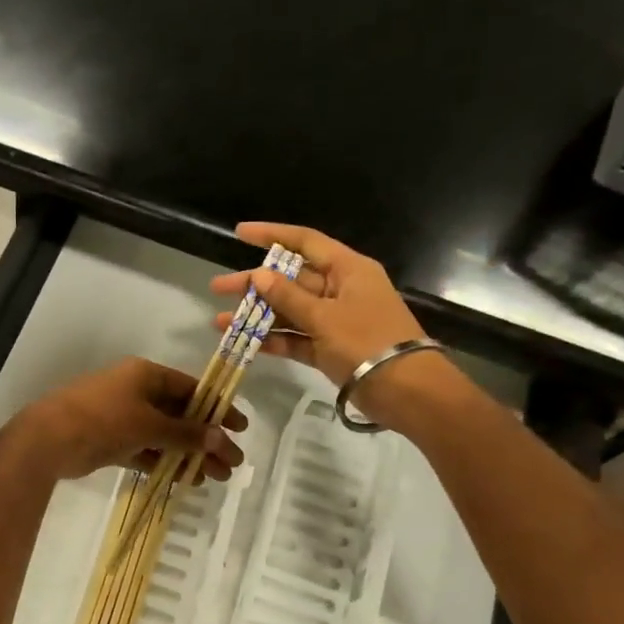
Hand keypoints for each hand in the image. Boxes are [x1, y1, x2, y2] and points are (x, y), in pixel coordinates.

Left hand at [11, 358, 246, 483]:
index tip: (240, 429)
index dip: (217, 408)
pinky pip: (146, 450)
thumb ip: (185, 433)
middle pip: (180, 414)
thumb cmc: (103, 420)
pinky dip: (165, 462)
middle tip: (233, 464)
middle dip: (206, 439)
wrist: (48, 439)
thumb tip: (221, 438)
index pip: (191, 388)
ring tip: (215, 478)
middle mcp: (135, 392)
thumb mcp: (149, 424)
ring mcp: (122, 417)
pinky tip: (186, 479)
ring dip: (189, 455)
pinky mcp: (111, 441)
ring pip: (164, 436)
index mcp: (145, 375)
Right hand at [209, 223, 443, 427]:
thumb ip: (288, 297)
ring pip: (289, 311)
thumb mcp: (324, 316)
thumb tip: (258, 275)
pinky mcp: (329, 348)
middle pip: (290, 279)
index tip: (239, 233)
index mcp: (347, 270)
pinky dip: (273, 340)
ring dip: (257, 316)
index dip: (272, 235)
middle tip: (218, 287)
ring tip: (220, 322)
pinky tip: (244, 343)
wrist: (405, 390)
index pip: (305, 242)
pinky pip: (296, 338)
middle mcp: (340, 290)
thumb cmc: (367, 341)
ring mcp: (334, 320)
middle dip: (254, 284)